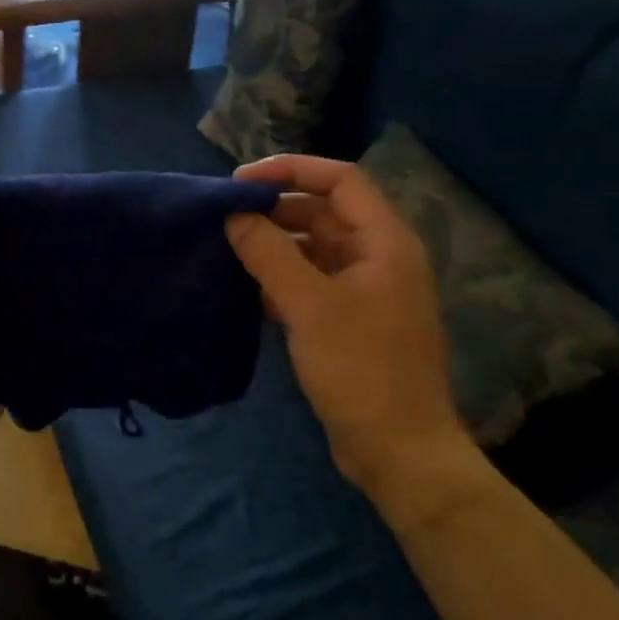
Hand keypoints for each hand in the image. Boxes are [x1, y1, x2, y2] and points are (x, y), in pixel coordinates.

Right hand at [225, 155, 475, 500]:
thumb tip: (233, 216)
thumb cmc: (359, 369)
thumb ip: (268, 253)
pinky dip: (278, 278)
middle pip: (322, 213)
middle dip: (274, 210)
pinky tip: (244, 288)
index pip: (340, 180)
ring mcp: (363, 290)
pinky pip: (309, 281)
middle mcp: (377, 257)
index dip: (291, 170)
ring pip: (312, 248)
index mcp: (384, 242)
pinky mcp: (347, 320)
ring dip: (272, 245)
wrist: (396, 449)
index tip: (239, 182)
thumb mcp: (308, 305)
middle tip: (223, 219)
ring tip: (225, 250)